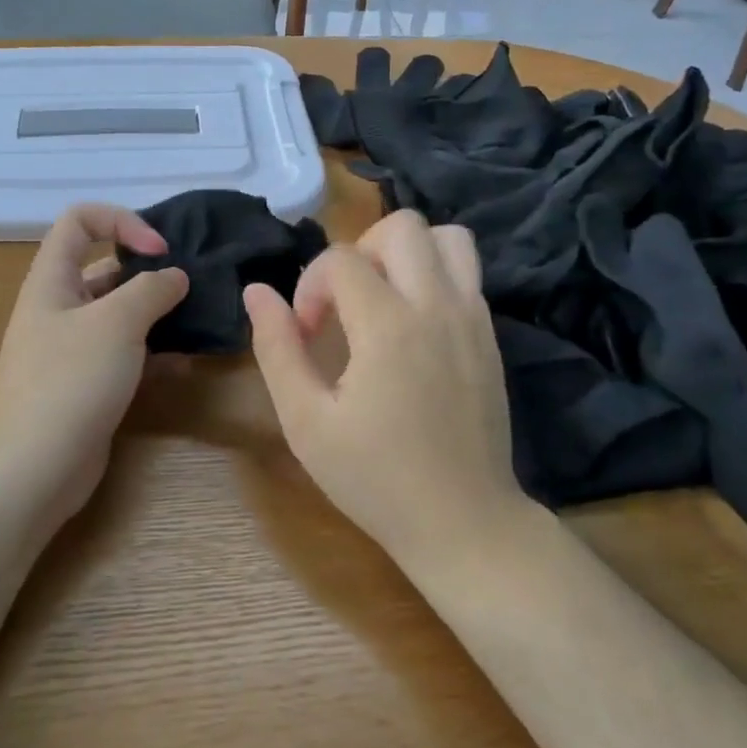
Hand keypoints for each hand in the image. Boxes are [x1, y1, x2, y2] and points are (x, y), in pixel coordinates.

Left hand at [0, 205, 188, 532]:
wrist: (34, 467)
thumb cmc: (71, 380)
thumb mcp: (116, 323)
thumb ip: (151, 289)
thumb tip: (175, 276)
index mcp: (52, 280)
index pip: (79, 221)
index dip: (121, 221)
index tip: (159, 250)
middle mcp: (59, 307)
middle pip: (104, 267)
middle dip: (148, 270)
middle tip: (191, 285)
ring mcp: (72, 348)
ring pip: (119, 313)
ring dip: (156, 312)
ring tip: (196, 319)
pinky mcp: (88, 382)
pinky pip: (124, 352)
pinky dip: (153, 351)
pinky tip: (184, 362)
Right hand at [244, 210, 518, 573]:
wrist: (464, 522)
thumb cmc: (376, 479)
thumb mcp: (306, 422)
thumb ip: (277, 349)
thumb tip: (256, 291)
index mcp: (389, 326)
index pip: (341, 260)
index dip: (311, 288)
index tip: (308, 335)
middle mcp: (437, 305)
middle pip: (400, 225)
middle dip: (358, 251)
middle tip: (344, 303)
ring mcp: (472, 316)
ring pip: (446, 236)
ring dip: (405, 251)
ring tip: (381, 298)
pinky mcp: (490, 334)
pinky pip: (466, 270)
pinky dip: (434, 273)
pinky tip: (411, 323)